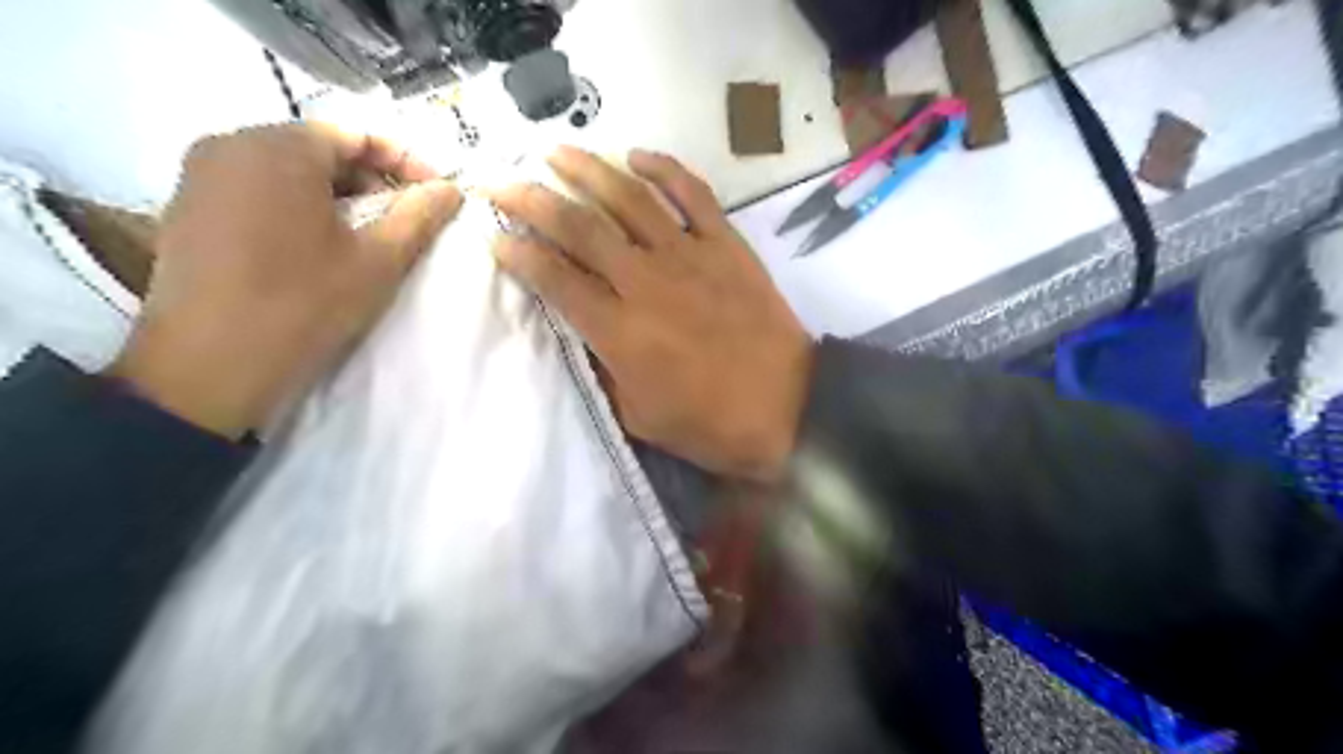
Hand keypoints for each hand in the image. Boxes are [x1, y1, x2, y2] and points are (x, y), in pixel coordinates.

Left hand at [106, 119, 462, 438]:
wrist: (209, 367)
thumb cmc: (304, 305)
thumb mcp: (378, 261)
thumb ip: (420, 216)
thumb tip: (452, 189)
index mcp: (276, 148)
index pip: (356, 133)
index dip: (406, 161)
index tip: (439, 195)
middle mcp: (229, 145)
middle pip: (320, 149)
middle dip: (372, 180)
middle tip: (407, 219)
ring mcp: (200, 176)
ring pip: (289, 170)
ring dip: (339, 196)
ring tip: (370, 236)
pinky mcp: (189, 208)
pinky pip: (259, 190)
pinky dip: (301, 207)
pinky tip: (322, 247)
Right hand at [491, 145, 807, 482]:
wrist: (787, 408)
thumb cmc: (709, 425)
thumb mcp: (639, 415)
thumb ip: (604, 368)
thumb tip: (584, 330)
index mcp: (619, 330)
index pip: (554, 279)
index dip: (519, 254)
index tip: (496, 237)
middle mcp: (645, 281)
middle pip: (579, 227)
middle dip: (531, 200)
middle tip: (501, 182)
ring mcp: (689, 256)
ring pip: (629, 198)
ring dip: (588, 169)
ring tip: (556, 152)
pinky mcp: (726, 245)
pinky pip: (693, 194)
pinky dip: (664, 168)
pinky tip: (637, 156)